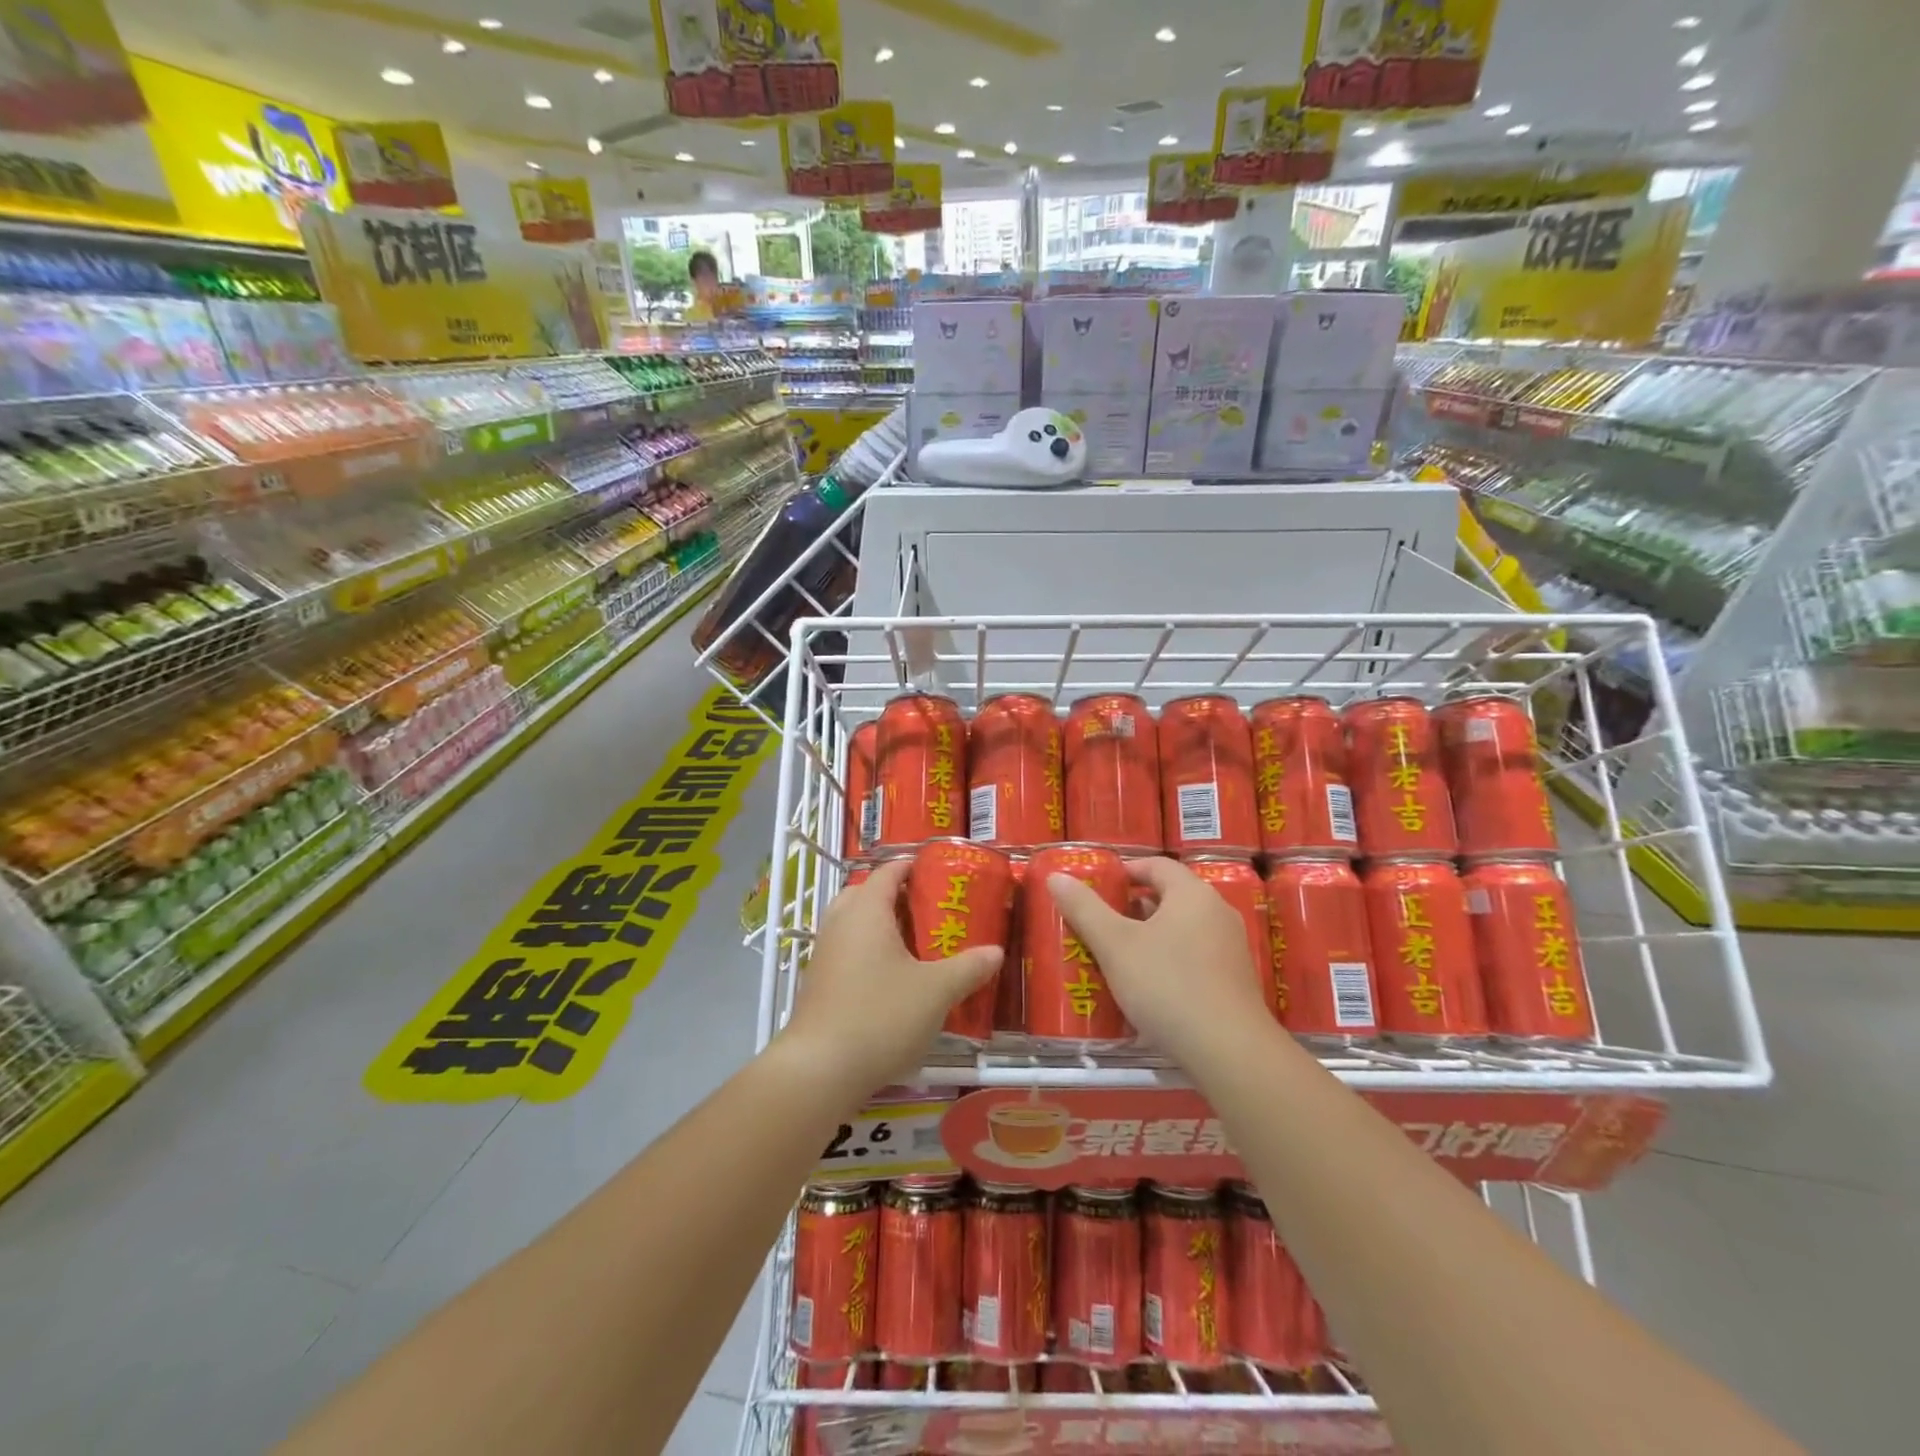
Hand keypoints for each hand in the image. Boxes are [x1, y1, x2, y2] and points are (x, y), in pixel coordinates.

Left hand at [780, 857, 1001, 1095]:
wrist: (819, 1069)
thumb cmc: (880, 1016)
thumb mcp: (936, 992)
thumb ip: (968, 968)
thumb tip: (995, 952)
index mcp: (866, 910)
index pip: (887, 871)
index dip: (911, 866)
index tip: (938, 873)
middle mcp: (840, 923)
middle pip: (865, 893)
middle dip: (894, 896)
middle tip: (928, 910)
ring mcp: (823, 954)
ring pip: (852, 924)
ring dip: (879, 926)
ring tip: (913, 945)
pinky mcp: (817, 983)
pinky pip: (845, 951)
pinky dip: (867, 952)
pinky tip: (891, 980)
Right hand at [1047, 856, 1270, 1065]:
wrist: (1230, 1053)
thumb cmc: (1168, 986)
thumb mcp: (1115, 945)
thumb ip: (1084, 909)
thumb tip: (1057, 877)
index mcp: (1192, 894)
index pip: (1157, 865)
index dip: (1126, 870)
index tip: (1098, 886)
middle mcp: (1218, 913)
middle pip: (1170, 897)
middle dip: (1133, 908)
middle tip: (1100, 923)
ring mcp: (1231, 949)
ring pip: (1182, 930)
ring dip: (1150, 937)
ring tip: (1117, 957)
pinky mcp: (1235, 982)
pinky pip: (1195, 958)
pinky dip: (1169, 962)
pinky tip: (1148, 989)